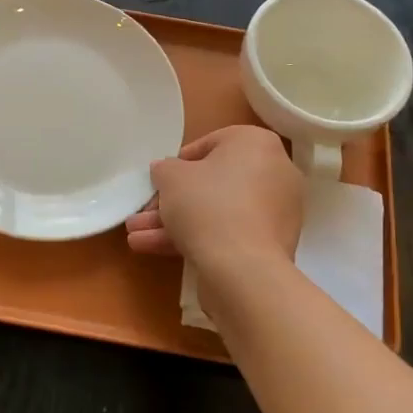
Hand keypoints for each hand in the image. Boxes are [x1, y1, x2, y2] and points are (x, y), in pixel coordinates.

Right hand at [125, 125, 303, 306]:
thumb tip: (166, 171)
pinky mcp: (271, 245)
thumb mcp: (171, 177)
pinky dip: (196, 238)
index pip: (212, 143)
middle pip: (213, 182)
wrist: (242, 269)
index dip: (180, 162)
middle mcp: (274, 173)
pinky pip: (229, 233)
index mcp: (257, 144)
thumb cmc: (207, 204)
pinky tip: (154, 250)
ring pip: (217, 211)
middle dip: (172, 200)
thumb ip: (165, 168)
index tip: (162, 179)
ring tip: (137, 237)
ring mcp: (276, 212)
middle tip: (144, 213)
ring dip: (176, 223)